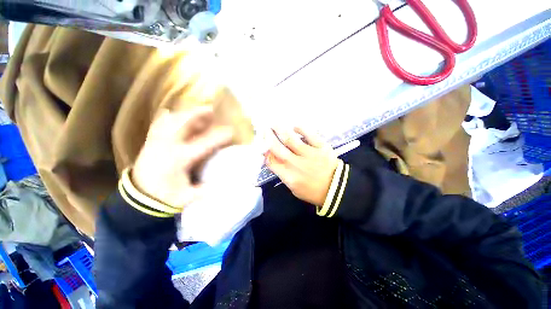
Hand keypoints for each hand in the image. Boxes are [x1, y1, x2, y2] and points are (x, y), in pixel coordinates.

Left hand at [131, 106, 233, 207]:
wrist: (139, 195)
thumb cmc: (165, 195)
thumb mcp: (186, 197)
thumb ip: (203, 191)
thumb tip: (222, 184)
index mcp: (179, 159)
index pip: (204, 144)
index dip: (219, 137)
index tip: (231, 131)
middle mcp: (167, 146)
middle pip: (183, 124)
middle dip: (198, 114)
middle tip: (212, 110)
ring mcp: (157, 142)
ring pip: (171, 121)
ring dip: (185, 114)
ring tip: (198, 112)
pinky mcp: (150, 142)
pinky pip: (157, 124)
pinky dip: (164, 117)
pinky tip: (168, 112)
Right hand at [265, 127, 339, 206]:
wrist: (336, 189)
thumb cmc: (313, 191)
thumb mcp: (294, 188)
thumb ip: (283, 174)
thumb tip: (274, 160)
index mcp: (288, 175)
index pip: (271, 161)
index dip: (264, 152)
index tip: (262, 144)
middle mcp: (295, 163)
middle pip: (277, 147)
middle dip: (268, 137)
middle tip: (264, 129)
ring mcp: (309, 154)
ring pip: (290, 139)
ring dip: (280, 130)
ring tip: (274, 123)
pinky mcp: (321, 147)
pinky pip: (309, 135)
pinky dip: (301, 129)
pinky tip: (295, 126)